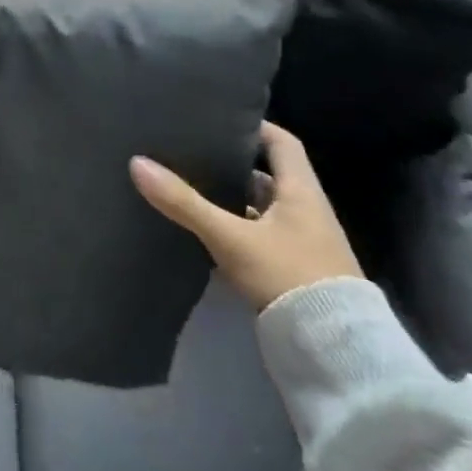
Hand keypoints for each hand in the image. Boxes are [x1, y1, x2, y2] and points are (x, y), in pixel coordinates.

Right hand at [130, 121, 361, 311]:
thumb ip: (184, 202)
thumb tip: (137, 163)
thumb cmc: (288, 276)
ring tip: (189, 186)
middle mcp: (307, 212)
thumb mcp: (230, 237)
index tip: (217, 118)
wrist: (334, 352)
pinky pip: (259, 235)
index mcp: (302, 193)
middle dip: (231, 163)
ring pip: (261, 207)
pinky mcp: (293, 270)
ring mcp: (302, 243)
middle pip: (267, 174)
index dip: (253, 127)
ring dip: (231, 198)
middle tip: (191, 151)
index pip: (281, 143)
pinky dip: (235, 228)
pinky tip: (205, 230)